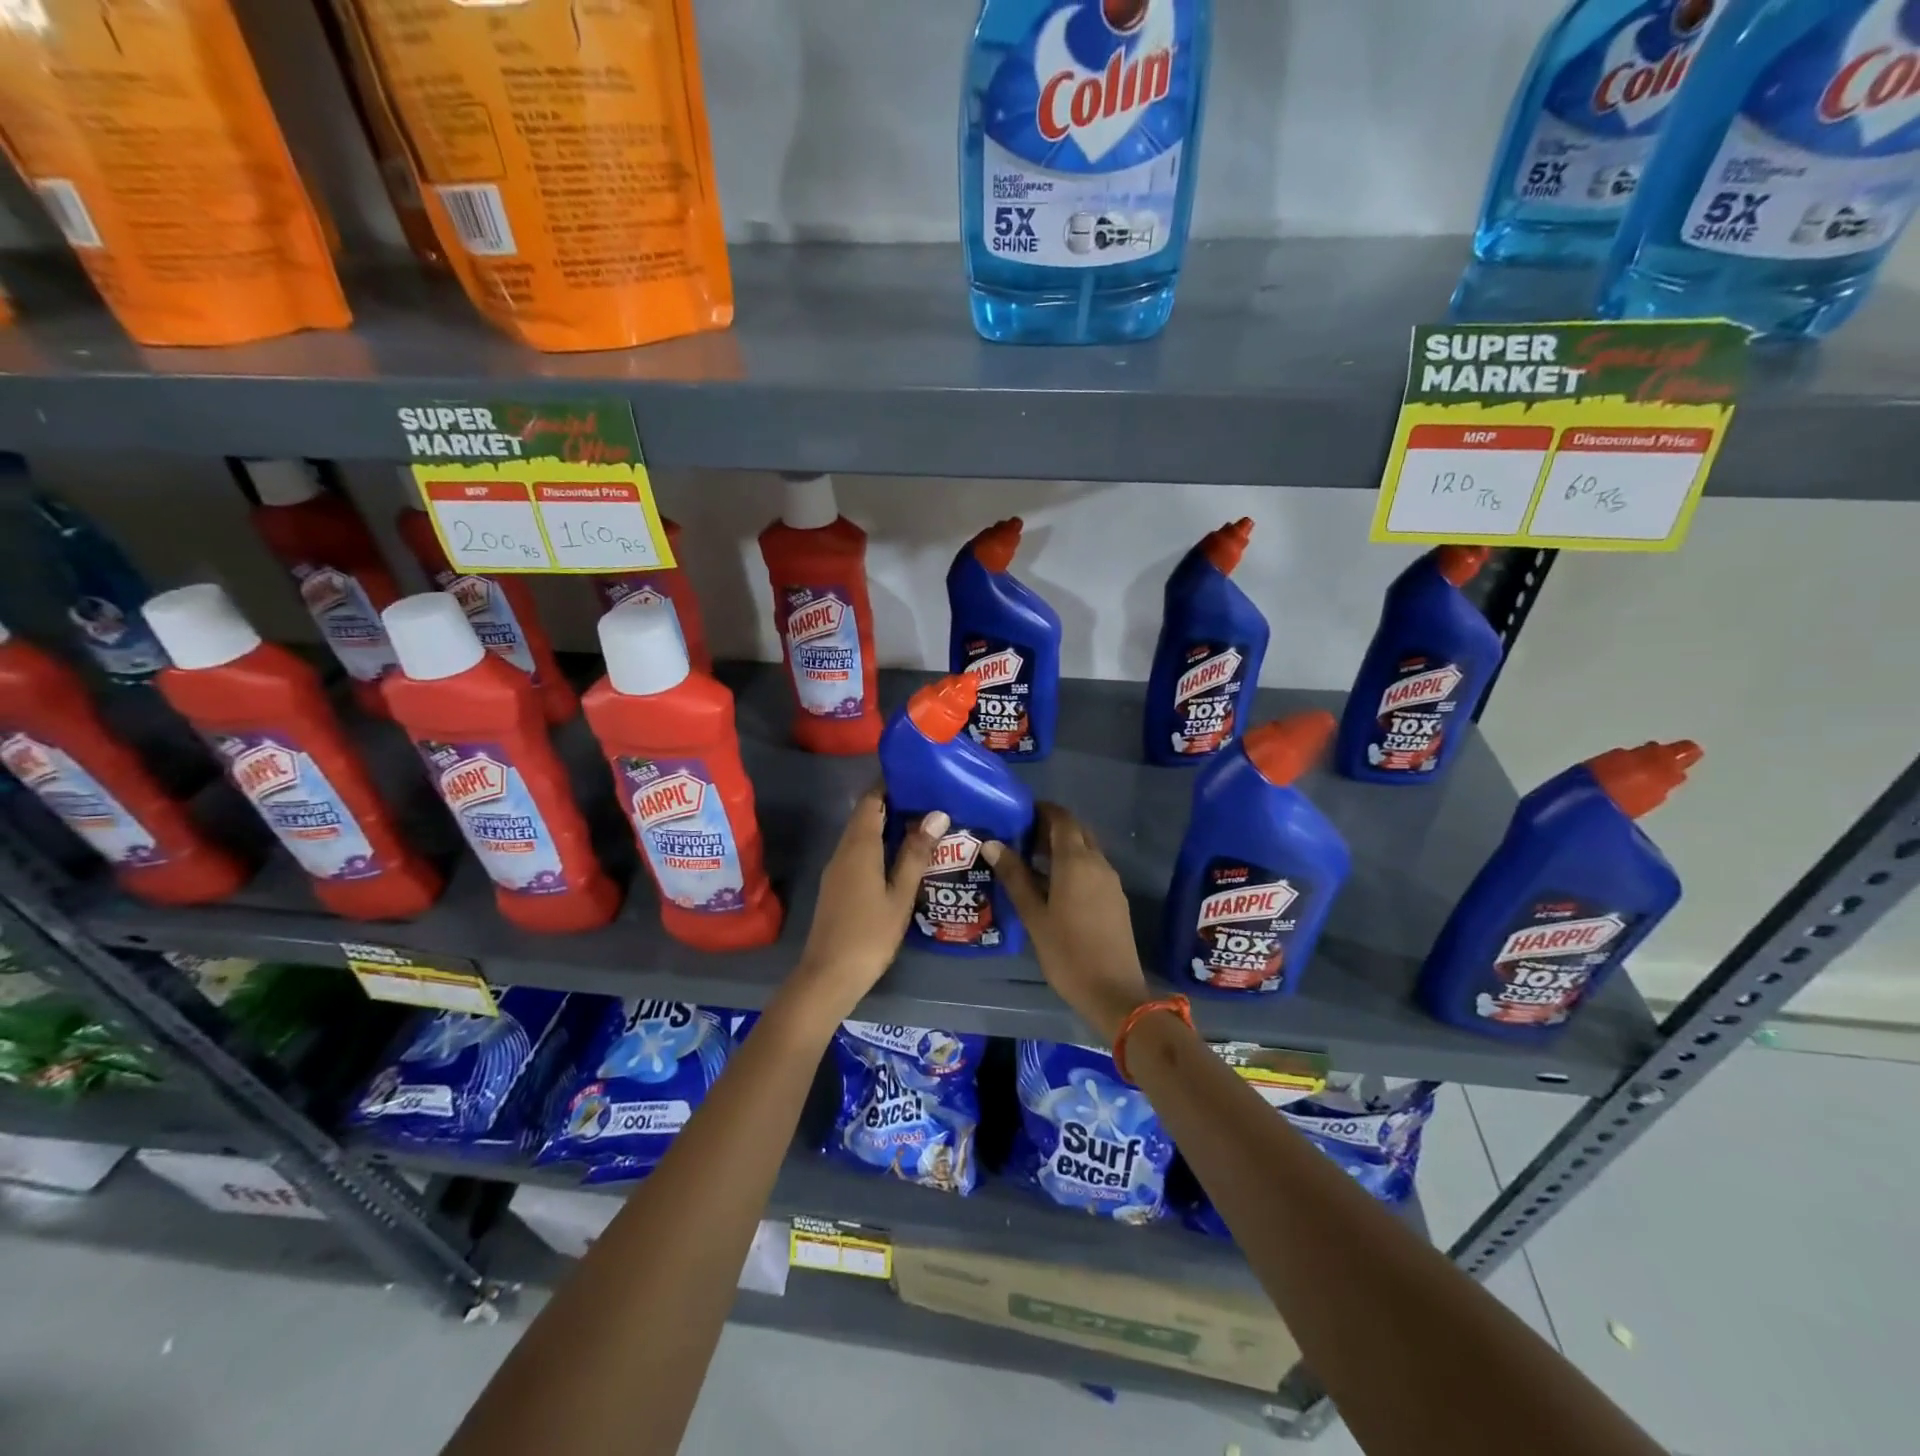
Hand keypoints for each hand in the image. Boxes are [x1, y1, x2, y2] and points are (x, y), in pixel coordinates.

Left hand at [794, 787, 945, 1016]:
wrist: (828, 976)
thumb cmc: (869, 934)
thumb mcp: (900, 895)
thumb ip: (916, 854)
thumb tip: (936, 814)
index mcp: (859, 847)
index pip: (871, 800)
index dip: (889, 784)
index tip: (916, 775)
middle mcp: (843, 851)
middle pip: (864, 815)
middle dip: (892, 803)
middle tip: (928, 799)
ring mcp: (836, 869)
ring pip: (860, 835)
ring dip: (886, 825)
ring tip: (921, 824)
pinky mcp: (836, 886)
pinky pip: (857, 852)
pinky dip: (878, 844)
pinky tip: (900, 856)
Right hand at [986, 804, 1151, 1044]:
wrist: (1114, 992)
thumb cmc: (1067, 952)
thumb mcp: (1033, 915)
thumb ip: (1015, 876)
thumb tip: (993, 843)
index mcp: (1076, 861)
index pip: (1061, 818)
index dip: (1042, 810)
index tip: (1018, 813)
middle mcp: (1098, 863)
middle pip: (1076, 831)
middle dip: (1051, 827)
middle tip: (1021, 837)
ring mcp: (1110, 881)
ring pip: (1086, 850)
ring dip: (1062, 847)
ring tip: (1031, 861)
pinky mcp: (1115, 899)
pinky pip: (1092, 868)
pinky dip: (1073, 865)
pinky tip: (1053, 885)